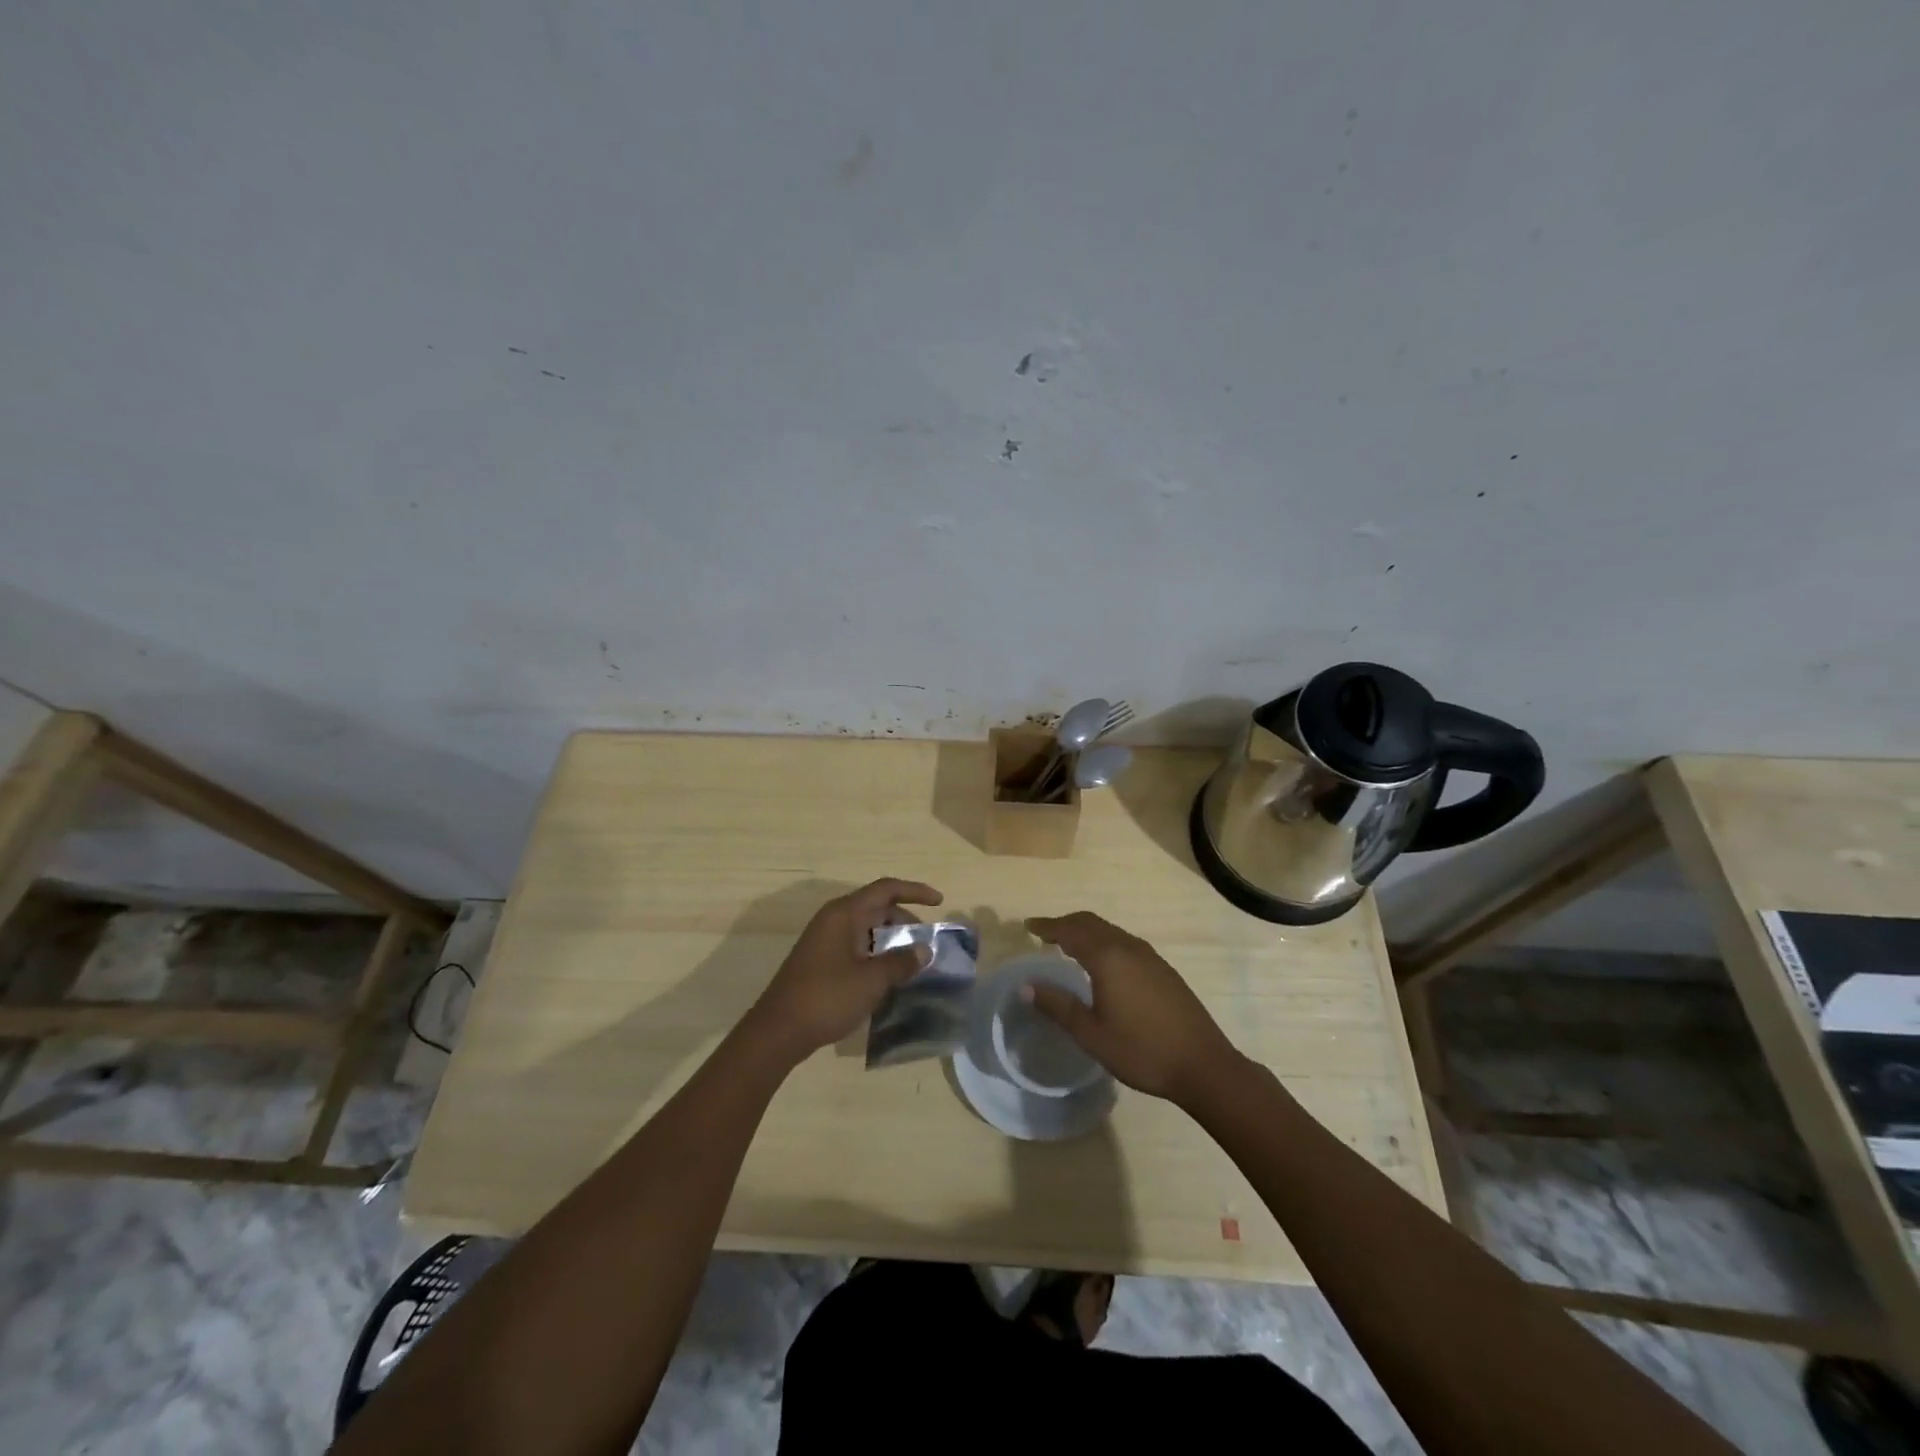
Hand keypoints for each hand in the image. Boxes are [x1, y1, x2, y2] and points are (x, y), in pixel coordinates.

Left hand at [745, 878, 943, 1062]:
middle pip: (877, 907)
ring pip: (867, 929)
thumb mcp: (871, 981)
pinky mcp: (821, 960)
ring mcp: (825, 940)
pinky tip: (888, 976)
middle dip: (905, 920)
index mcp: (844, 914)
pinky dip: (876, 953)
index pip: (885, 889)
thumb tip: (924, 950)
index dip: (914, 891)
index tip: (939, 901)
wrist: (778, 1032)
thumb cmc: (827, 998)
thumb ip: (901, 962)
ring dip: (891, 940)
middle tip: (926, 943)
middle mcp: (834, 920)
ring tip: (912, 961)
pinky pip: (857, 946)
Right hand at [1024, 911, 1242, 1104]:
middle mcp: (1128, 947)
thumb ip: (1058, 1006)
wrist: (1203, 1065)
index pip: (1070, 931)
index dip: (1047, 927)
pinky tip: (1103, 964)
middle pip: (1091, 923)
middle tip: (1044, 933)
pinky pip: (1124, 942)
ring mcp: (1150, 956)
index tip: (1028, 926)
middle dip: (1066, 924)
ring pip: (1110, 931)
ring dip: (1086, 931)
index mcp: (1107, 958)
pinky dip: (1104, 942)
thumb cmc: (1141, 1050)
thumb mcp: (1092, 1034)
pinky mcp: (1163, 969)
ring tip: (1068, 945)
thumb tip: (1026, 986)